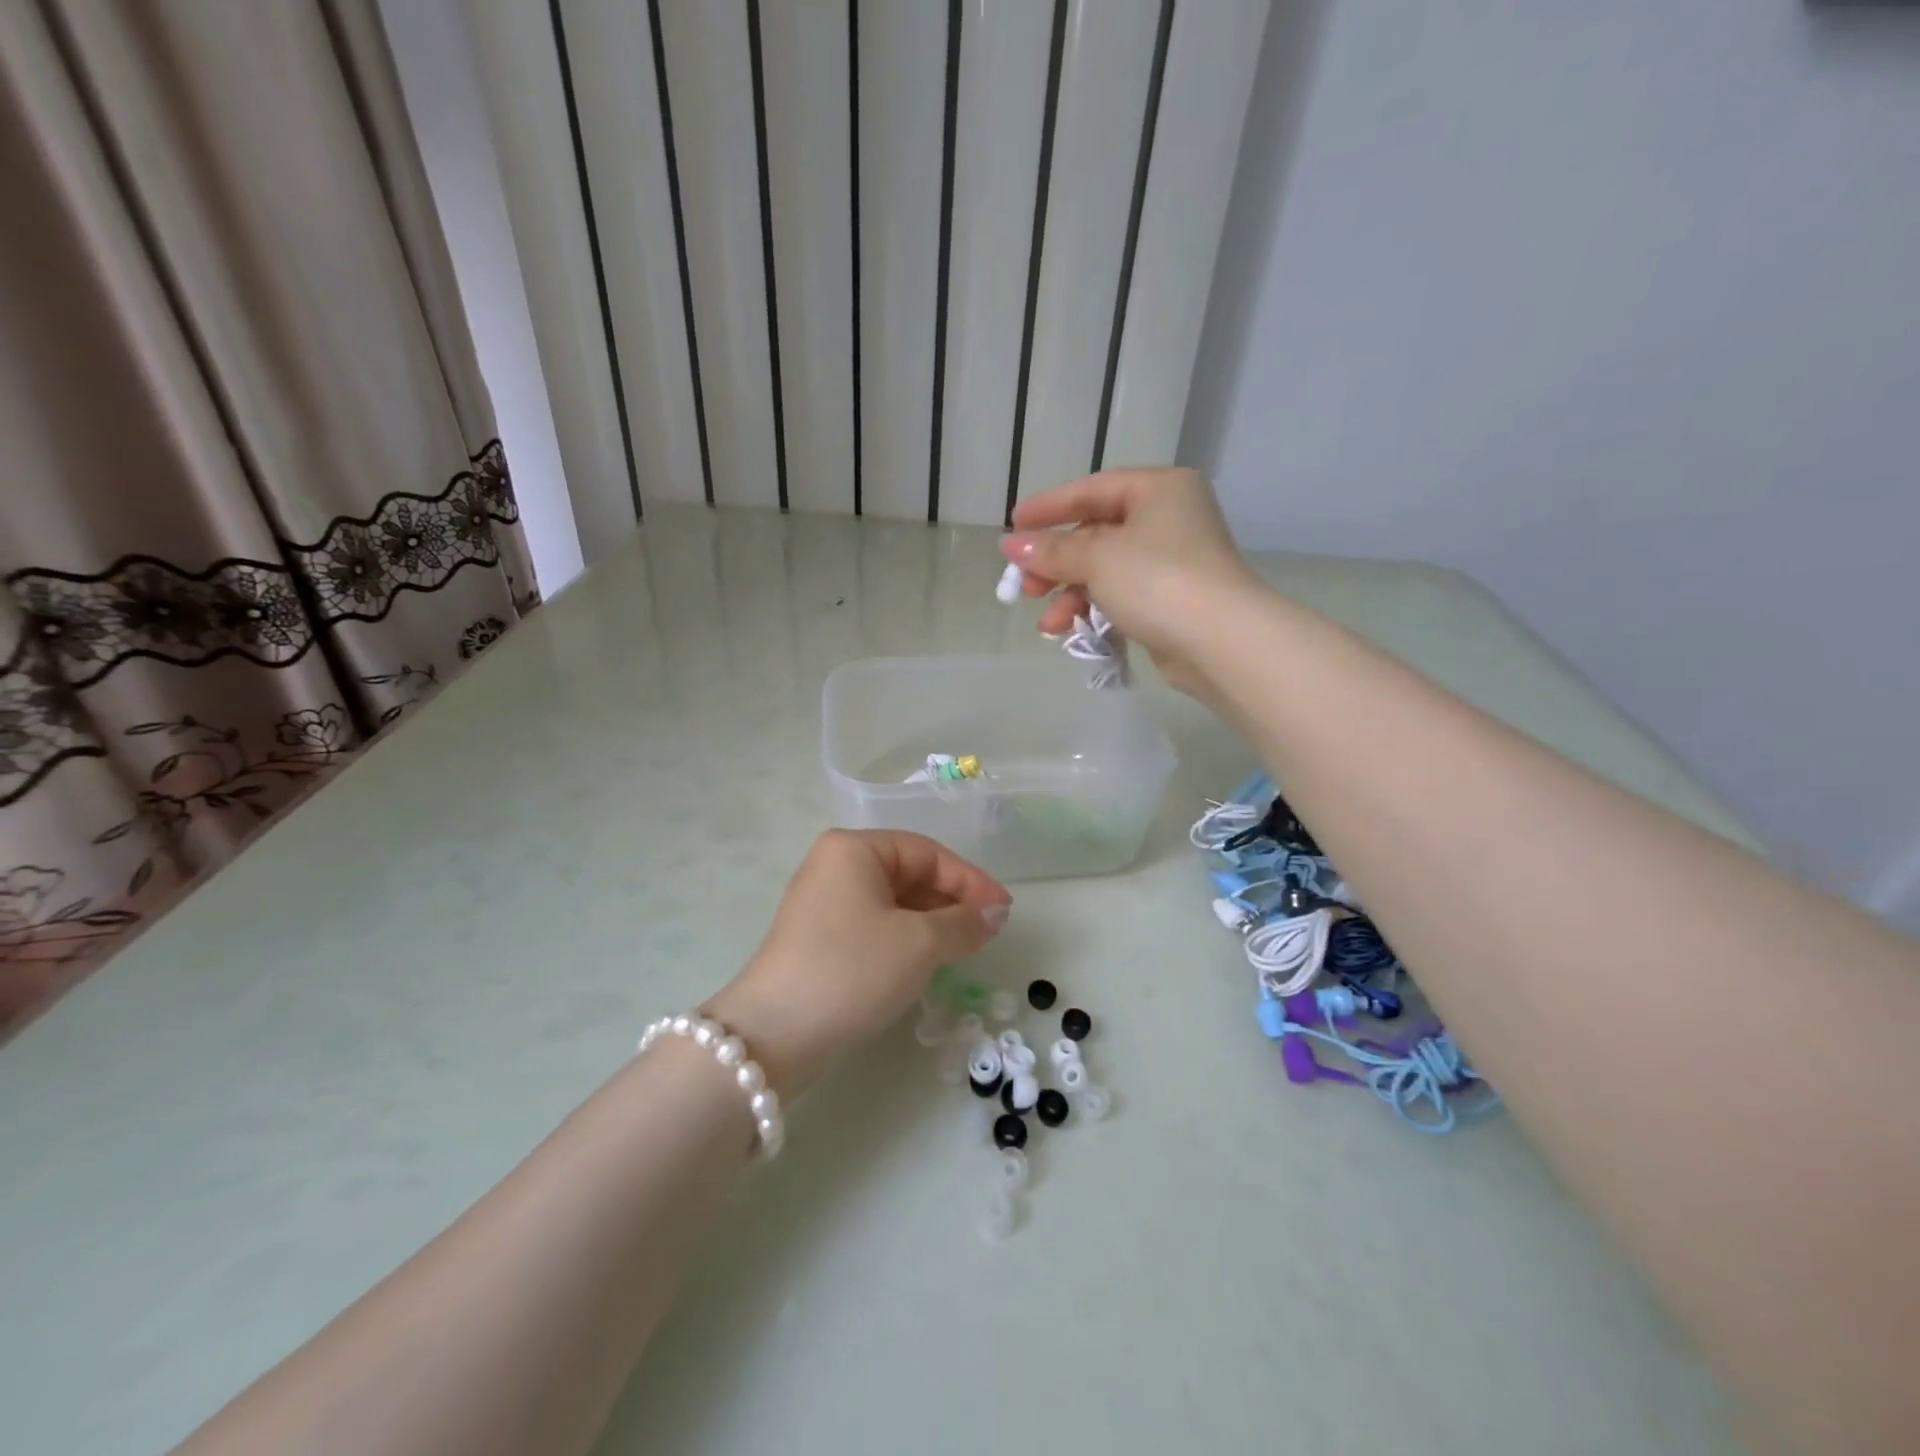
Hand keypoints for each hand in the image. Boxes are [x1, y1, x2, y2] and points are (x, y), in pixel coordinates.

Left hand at [702, 830, 1010, 1095]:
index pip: (928, 853)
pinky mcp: (820, 938)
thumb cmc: (852, 970)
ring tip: (966, 947)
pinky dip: (907, 938)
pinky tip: (929, 960)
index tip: (1005, 910)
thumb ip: (964, 923)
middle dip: (952, 902)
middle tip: (988, 932)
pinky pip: (876, 925)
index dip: (971, 880)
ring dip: (933, 922)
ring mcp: (824, 902)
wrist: (773, 1034)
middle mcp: (835, 866)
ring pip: (894, 902)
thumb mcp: (918, 943)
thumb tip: (995, 913)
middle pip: (910, 874)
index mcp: (854, 849)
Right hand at [999, 468, 1263, 700]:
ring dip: (1071, 595)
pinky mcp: (1172, 600)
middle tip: (1025, 586)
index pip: (1092, 490)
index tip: (1013, 524)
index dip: (1048, 508)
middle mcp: (1169, 518)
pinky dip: (1094, 609)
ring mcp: (1173, 561)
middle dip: (1056, 564)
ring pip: (1106, 570)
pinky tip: (1071, 631)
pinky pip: (1121, 596)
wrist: (1220, 641)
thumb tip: (1010, 545)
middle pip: (1096, 534)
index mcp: (1159, 489)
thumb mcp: (1096, 559)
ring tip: (1048, 624)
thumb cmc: (1157, 580)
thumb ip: (1051, 550)